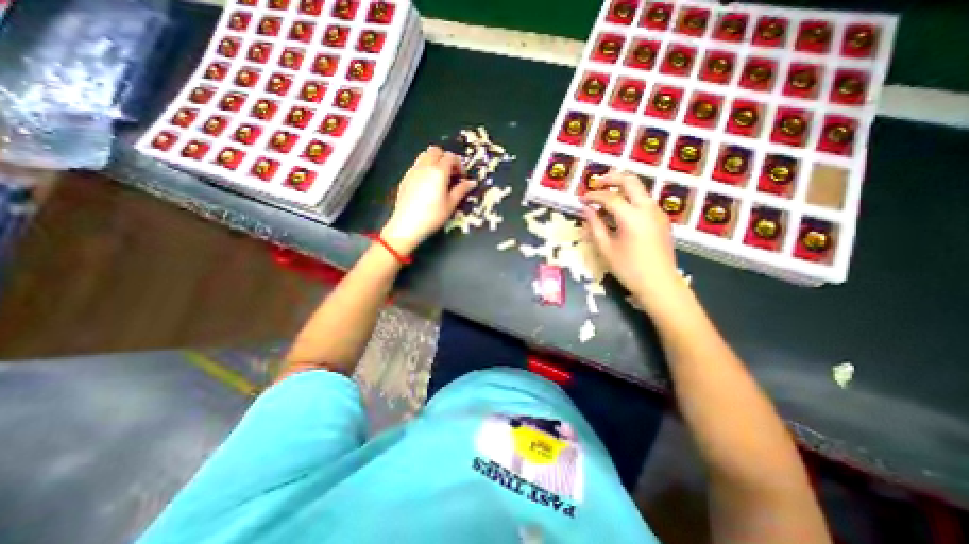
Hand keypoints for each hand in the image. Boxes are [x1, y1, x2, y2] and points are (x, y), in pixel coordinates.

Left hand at [382, 145, 480, 253]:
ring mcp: (413, 171)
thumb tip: (472, 182)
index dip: (459, 165)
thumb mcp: (450, 204)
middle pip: (436, 151)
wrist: (407, 225)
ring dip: (434, 161)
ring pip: (424, 155)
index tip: (462, 177)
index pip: (450, 157)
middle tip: (451, 174)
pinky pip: (416, 165)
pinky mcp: (405, 177)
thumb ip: (461, 190)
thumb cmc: (433, 216)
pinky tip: (427, 184)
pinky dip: (424, 168)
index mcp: (438, 172)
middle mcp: (425, 166)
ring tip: (439, 177)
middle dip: (445, 158)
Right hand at [578, 172, 684, 310]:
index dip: (593, 196)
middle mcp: (647, 208)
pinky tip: (620, 211)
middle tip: (596, 183)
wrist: (660, 284)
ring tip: (605, 196)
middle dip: (612, 178)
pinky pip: (644, 201)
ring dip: (622, 187)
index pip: (609, 197)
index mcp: (631, 216)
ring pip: (640, 189)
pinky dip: (630, 199)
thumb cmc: (629, 269)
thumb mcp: (606, 248)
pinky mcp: (662, 220)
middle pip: (630, 181)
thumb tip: (586, 210)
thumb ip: (594, 226)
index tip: (581, 199)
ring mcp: (658, 213)